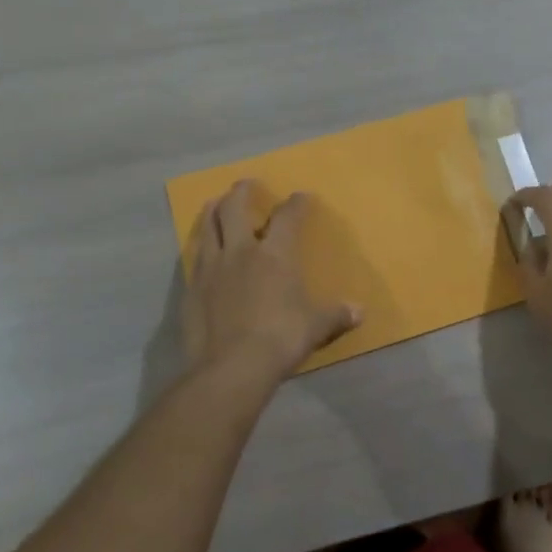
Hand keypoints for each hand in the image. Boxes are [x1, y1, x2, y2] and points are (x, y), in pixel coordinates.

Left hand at [182, 180, 361, 388]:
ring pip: (208, 227)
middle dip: (242, 192)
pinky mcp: (192, 289)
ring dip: (213, 211)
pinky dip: (201, 247)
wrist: (231, 368)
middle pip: (235, 208)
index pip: (287, 217)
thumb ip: (336, 315)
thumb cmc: (280, 339)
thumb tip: (359, 312)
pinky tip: (203, 252)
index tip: (301, 196)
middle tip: (246, 184)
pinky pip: (195, 258)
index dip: (296, 204)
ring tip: (215, 204)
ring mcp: (211, 269)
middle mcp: (240, 252)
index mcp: (275, 255)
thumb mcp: (315, 327)